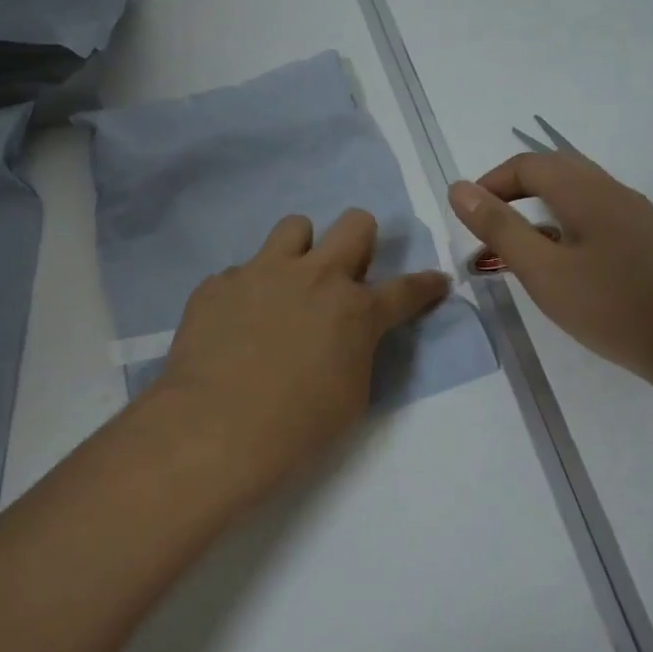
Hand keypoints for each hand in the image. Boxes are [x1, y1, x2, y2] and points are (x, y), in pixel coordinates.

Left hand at [148, 210, 449, 507]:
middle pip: (355, 224)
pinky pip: (240, 272)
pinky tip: (235, 324)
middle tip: (348, 271)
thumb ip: (357, 350)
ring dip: (300, 250)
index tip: (435, 281)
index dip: (426, 285)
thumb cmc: (297, 425)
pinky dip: (246, 292)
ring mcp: (261, 272)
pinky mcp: (219, 283)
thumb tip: (346, 334)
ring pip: (294, 226)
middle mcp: (313, 276)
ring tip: (286, 283)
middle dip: (362, 240)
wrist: (217, 427)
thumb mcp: (351, 395)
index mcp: (355, 309)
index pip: (406, 289)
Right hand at [448, 153, 652, 382]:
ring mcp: (634, 215)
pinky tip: (562, 263)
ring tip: (519, 247)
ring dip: (540, 207)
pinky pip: (595, 215)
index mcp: (585, 191)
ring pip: (577, 192)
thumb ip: (499, 227)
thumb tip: (458, 189)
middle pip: (555, 170)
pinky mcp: (645, 241)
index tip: (468, 216)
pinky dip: (564, 224)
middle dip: (514, 190)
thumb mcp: (542, 270)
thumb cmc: (610, 306)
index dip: (491, 182)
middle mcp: (612, 192)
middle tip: (489, 226)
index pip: (528, 164)